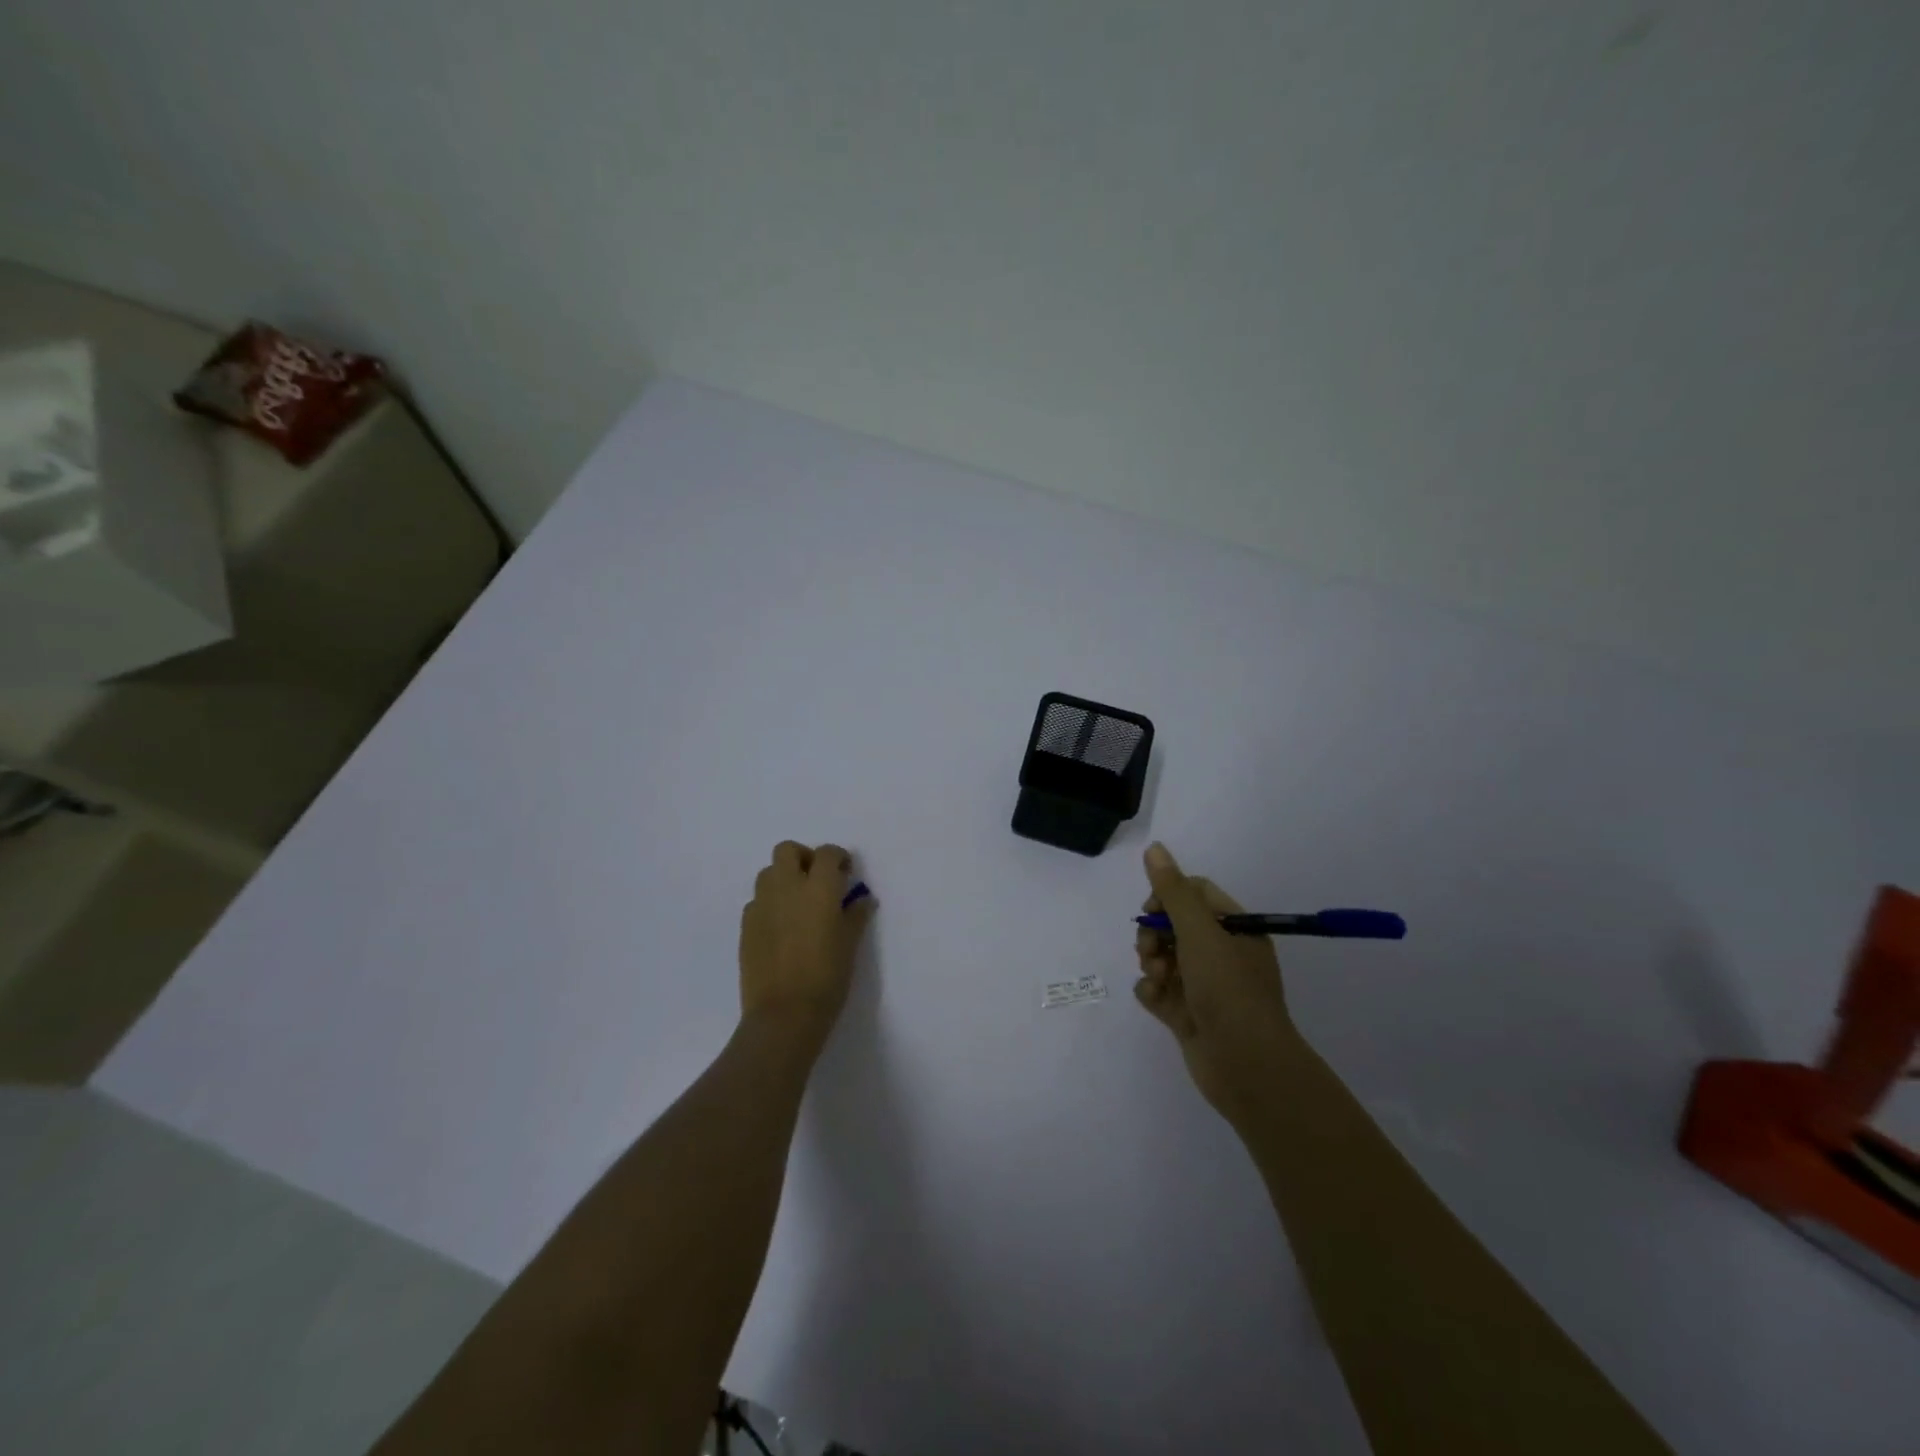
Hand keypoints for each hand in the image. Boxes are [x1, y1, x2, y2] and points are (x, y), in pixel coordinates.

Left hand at [739, 841, 875, 1039]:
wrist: (784, 1014)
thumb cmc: (827, 978)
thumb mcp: (850, 945)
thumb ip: (855, 916)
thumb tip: (862, 900)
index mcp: (818, 888)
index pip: (827, 854)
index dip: (838, 858)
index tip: (846, 873)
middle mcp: (787, 888)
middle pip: (788, 850)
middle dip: (804, 858)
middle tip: (817, 880)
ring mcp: (762, 905)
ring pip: (768, 873)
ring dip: (784, 878)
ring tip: (798, 903)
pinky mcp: (746, 925)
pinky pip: (757, 901)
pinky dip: (770, 904)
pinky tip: (781, 927)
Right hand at [1133, 842, 1300, 1121]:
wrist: (1246, 1066)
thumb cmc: (1228, 989)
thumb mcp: (1199, 932)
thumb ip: (1172, 890)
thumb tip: (1154, 847)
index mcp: (1235, 929)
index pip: (1195, 894)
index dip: (1168, 897)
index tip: (1152, 911)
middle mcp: (1222, 953)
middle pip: (1174, 925)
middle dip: (1154, 934)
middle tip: (1150, 950)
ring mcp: (1205, 986)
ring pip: (1163, 957)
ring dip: (1151, 962)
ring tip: (1157, 977)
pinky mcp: (1189, 1014)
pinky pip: (1159, 990)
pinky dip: (1152, 991)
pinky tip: (1156, 1000)